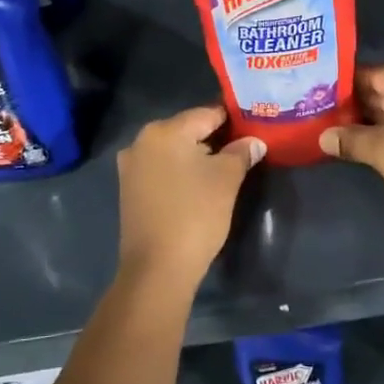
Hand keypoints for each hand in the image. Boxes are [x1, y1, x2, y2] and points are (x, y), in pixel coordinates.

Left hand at [117, 107, 264, 293]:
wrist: (157, 269)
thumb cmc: (195, 215)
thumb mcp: (226, 180)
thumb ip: (241, 153)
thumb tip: (254, 142)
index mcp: (164, 130)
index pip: (206, 114)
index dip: (232, 120)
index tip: (253, 127)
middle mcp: (141, 140)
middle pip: (187, 130)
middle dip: (214, 138)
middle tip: (242, 150)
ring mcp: (131, 166)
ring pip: (173, 151)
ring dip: (196, 156)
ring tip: (223, 169)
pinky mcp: (129, 189)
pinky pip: (161, 169)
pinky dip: (180, 172)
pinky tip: (198, 186)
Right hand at [319, 66, 383, 241]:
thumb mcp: (381, 152)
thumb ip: (350, 139)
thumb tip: (323, 137)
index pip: (376, 74)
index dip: (348, 82)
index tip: (324, 93)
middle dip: (362, 102)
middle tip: (330, 113)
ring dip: (380, 119)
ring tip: (348, 130)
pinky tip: (380, 144)